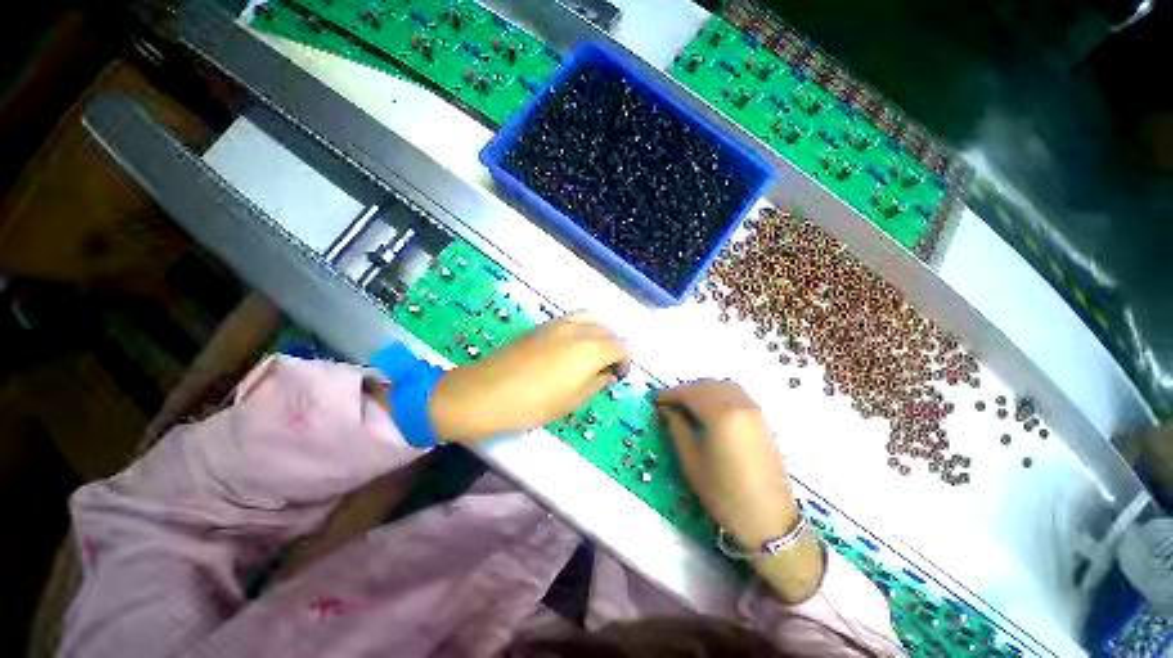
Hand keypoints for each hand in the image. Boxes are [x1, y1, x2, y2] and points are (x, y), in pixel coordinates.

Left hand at [428, 313, 630, 441]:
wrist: (487, 391)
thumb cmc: (534, 403)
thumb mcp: (572, 400)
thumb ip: (597, 383)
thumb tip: (609, 374)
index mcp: (591, 350)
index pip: (621, 346)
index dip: (625, 360)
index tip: (619, 375)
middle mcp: (579, 330)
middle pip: (608, 331)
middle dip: (614, 347)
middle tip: (607, 367)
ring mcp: (559, 323)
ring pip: (591, 320)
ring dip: (599, 334)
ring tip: (592, 353)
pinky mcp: (543, 324)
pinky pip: (573, 319)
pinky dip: (582, 327)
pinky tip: (573, 345)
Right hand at [657, 380, 823, 602]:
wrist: (768, 520)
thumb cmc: (723, 493)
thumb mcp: (691, 460)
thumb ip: (676, 427)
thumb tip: (666, 409)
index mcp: (721, 414)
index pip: (689, 393)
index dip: (669, 394)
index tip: (654, 399)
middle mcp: (740, 404)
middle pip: (707, 385)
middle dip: (685, 390)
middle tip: (669, 404)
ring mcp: (754, 410)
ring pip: (723, 386)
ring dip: (703, 390)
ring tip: (688, 406)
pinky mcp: (763, 419)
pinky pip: (737, 394)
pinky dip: (719, 394)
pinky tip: (710, 410)